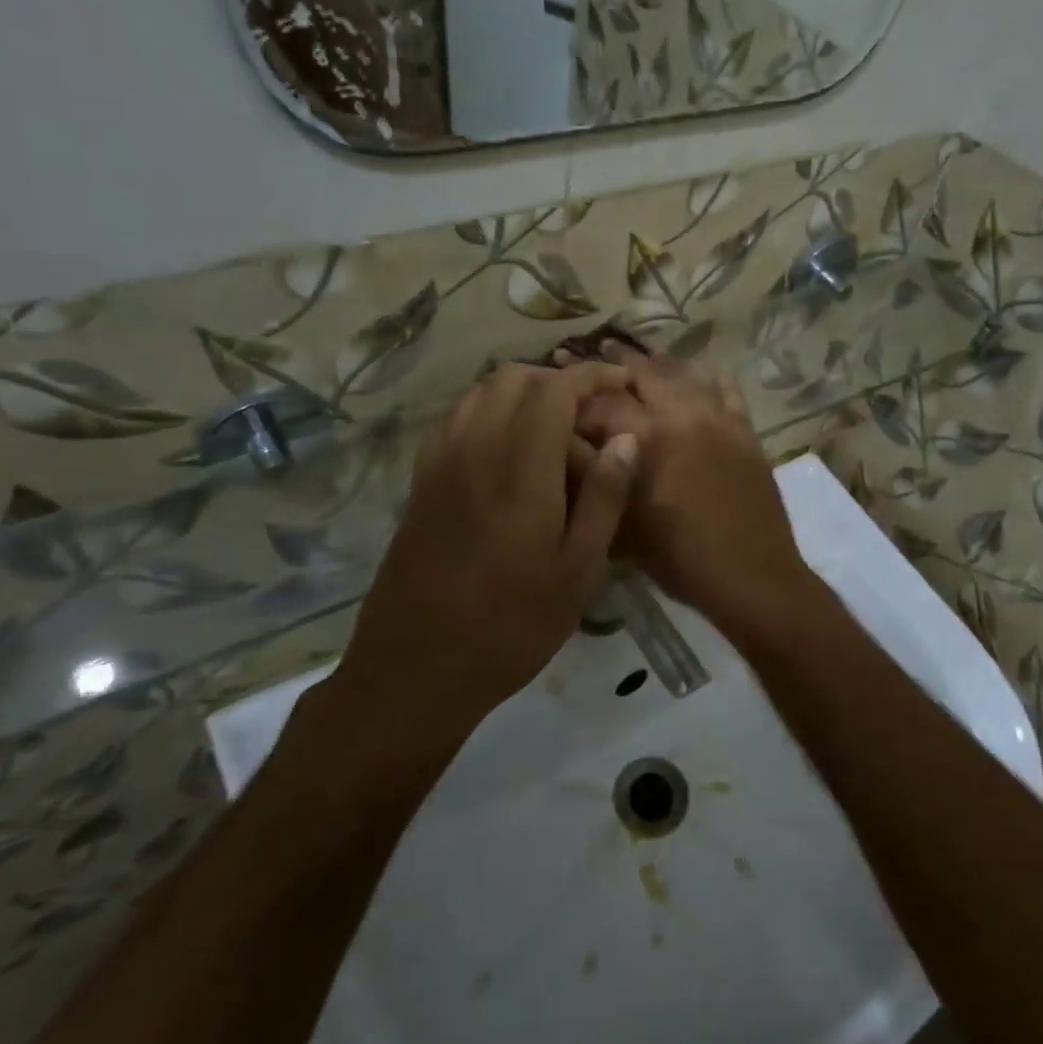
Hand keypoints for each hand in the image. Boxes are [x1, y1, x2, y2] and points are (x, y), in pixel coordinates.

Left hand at [329, 362, 637, 751]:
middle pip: (512, 378)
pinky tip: (508, 453)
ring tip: (553, 430)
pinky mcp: (421, 482)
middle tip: (589, 414)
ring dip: (520, 394)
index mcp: (520, 468)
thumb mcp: (578, 570)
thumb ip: (604, 497)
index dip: (591, 375)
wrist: (416, 668)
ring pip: (479, 394)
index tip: (620, 382)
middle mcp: (475, 449)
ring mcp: (440, 463)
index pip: (555, 389)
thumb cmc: (512, 625)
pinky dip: (488, 413)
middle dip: (556, 380)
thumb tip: (625, 439)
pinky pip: (456, 421)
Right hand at [568, 342, 815, 622]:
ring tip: (639, 354)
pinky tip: (698, 374)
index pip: (601, 402)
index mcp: (646, 438)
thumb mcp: (622, 526)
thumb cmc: (679, 559)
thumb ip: (594, 479)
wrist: (752, 575)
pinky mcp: (745, 429)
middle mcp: (682, 414)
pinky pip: (726, 388)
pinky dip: (707, 377)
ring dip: (657, 363)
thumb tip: (565, 445)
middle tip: (595, 350)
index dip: (575, 394)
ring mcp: (719, 418)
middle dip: (615, 361)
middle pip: (643, 373)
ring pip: (684, 374)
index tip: (560, 388)